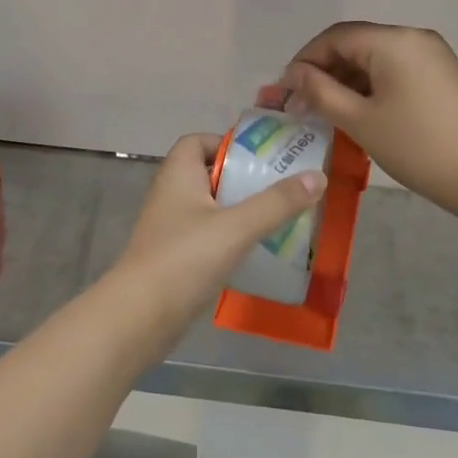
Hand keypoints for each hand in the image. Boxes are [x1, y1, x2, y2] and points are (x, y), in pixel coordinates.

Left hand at [111, 134, 325, 313]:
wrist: (139, 316)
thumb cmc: (184, 258)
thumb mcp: (237, 226)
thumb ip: (277, 202)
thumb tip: (318, 176)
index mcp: (178, 174)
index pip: (198, 141)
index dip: (227, 144)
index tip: (261, 159)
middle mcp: (170, 194)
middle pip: (209, 174)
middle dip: (243, 180)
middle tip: (281, 189)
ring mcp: (170, 228)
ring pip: (210, 208)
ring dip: (239, 211)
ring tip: (277, 219)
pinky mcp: (174, 258)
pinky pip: (207, 237)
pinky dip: (229, 239)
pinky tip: (255, 252)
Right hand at [278, 22, 457, 218]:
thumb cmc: (414, 146)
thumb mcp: (358, 120)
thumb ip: (319, 91)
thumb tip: (293, 74)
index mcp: (393, 41)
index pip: (335, 37)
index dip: (305, 59)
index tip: (286, 89)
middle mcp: (413, 36)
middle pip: (355, 43)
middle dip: (324, 70)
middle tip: (301, 103)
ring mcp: (431, 53)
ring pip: (374, 56)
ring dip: (346, 78)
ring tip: (325, 109)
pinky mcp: (440, 72)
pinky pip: (394, 67)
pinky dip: (370, 83)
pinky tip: (357, 108)